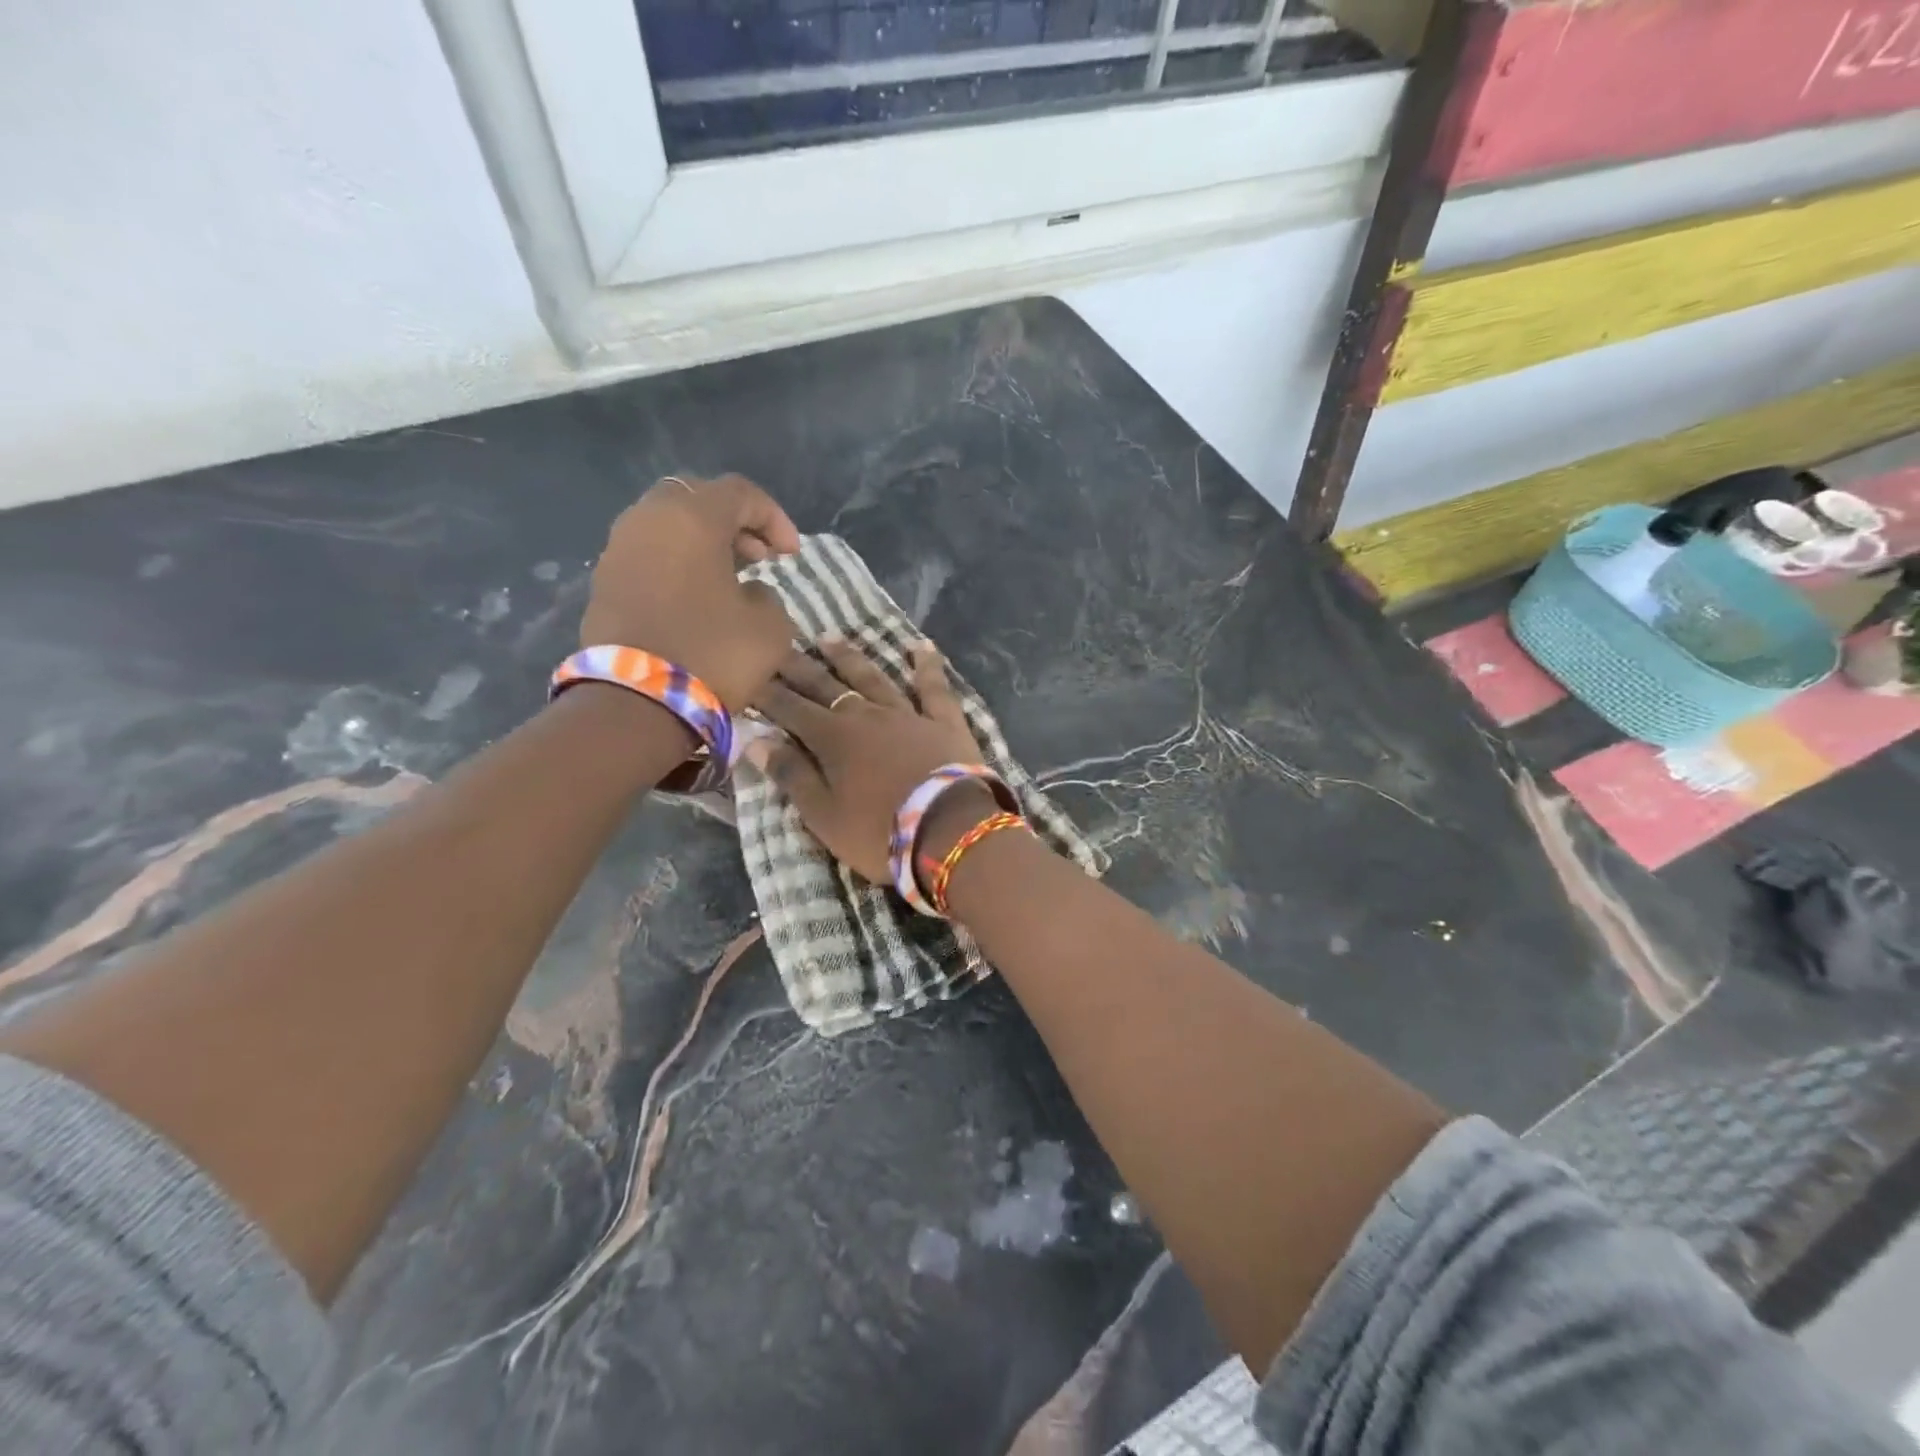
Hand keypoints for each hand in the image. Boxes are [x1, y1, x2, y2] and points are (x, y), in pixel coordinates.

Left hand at [579, 474, 800, 709]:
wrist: (637, 703)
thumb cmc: (713, 654)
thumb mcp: (771, 627)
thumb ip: (767, 596)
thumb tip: (746, 593)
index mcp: (691, 517)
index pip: (739, 492)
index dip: (774, 518)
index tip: (792, 556)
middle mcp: (647, 519)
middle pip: (696, 499)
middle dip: (733, 523)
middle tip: (759, 558)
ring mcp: (618, 550)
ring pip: (667, 526)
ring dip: (702, 544)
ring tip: (730, 579)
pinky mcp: (603, 583)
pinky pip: (648, 556)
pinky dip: (676, 565)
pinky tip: (696, 599)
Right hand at [750, 639, 985, 884]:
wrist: (950, 830)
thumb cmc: (880, 832)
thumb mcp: (824, 816)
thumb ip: (792, 775)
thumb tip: (756, 740)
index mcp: (833, 738)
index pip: (791, 709)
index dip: (767, 693)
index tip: (748, 675)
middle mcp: (867, 715)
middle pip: (826, 685)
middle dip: (799, 667)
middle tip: (778, 646)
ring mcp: (908, 714)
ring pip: (873, 678)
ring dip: (849, 658)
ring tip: (829, 637)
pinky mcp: (945, 722)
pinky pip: (934, 687)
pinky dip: (927, 665)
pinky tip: (920, 645)